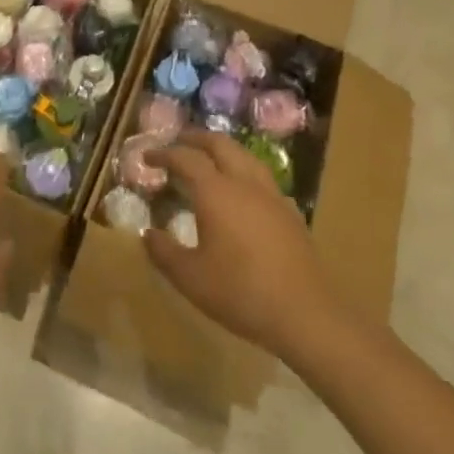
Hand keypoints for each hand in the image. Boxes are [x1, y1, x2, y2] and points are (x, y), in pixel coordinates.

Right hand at [143, 130, 339, 360]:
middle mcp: (244, 183)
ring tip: (210, 157)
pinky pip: (262, 177)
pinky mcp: (290, 213)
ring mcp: (271, 196)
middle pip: (220, 144)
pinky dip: (243, 170)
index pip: (185, 158)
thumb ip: (163, 252)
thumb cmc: (241, 292)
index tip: (147, 156)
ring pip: (245, 156)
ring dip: (223, 149)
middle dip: (196, 138)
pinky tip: (242, 190)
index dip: (164, 154)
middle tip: (179, 141)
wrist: (305, 314)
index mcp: (216, 192)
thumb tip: (148, 234)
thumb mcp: (190, 277)